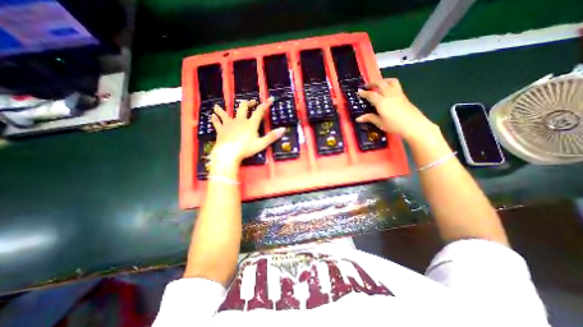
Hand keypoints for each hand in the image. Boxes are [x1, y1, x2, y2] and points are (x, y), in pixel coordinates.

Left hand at [212, 97, 286, 166]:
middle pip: (243, 108)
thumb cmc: (246, 149)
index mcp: (250, 124)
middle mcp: (240, 121)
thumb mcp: (261, 144)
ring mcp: (229, 124)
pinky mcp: (221, 130)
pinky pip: (217, 123)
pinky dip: (215, 119)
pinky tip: (212, 116)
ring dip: (222, 109)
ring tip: (218, 106)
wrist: (228, 154)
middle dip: (248, 103)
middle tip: (251, 102)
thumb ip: (272, 136)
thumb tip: (283, 129)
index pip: (259, 111)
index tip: (270, 98)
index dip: (265, 104)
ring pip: (225, 113)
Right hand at [356, 78, 437, 141]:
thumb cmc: (394, 125)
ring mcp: (398, 94)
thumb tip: (358, 118)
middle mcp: (389, 95)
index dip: (364, 93)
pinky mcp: (403, 96)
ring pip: (390, 81)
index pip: (371, 94)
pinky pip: (396, 85)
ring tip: (379, 84)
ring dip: (383, 80)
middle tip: (367, 86)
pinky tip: (388, 90)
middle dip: (372, 83)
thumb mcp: (380, 123)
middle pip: (380, 83)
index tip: (359, 91)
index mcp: (381, 102)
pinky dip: (389, 84)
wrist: (413, 125)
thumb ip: (370, 118)